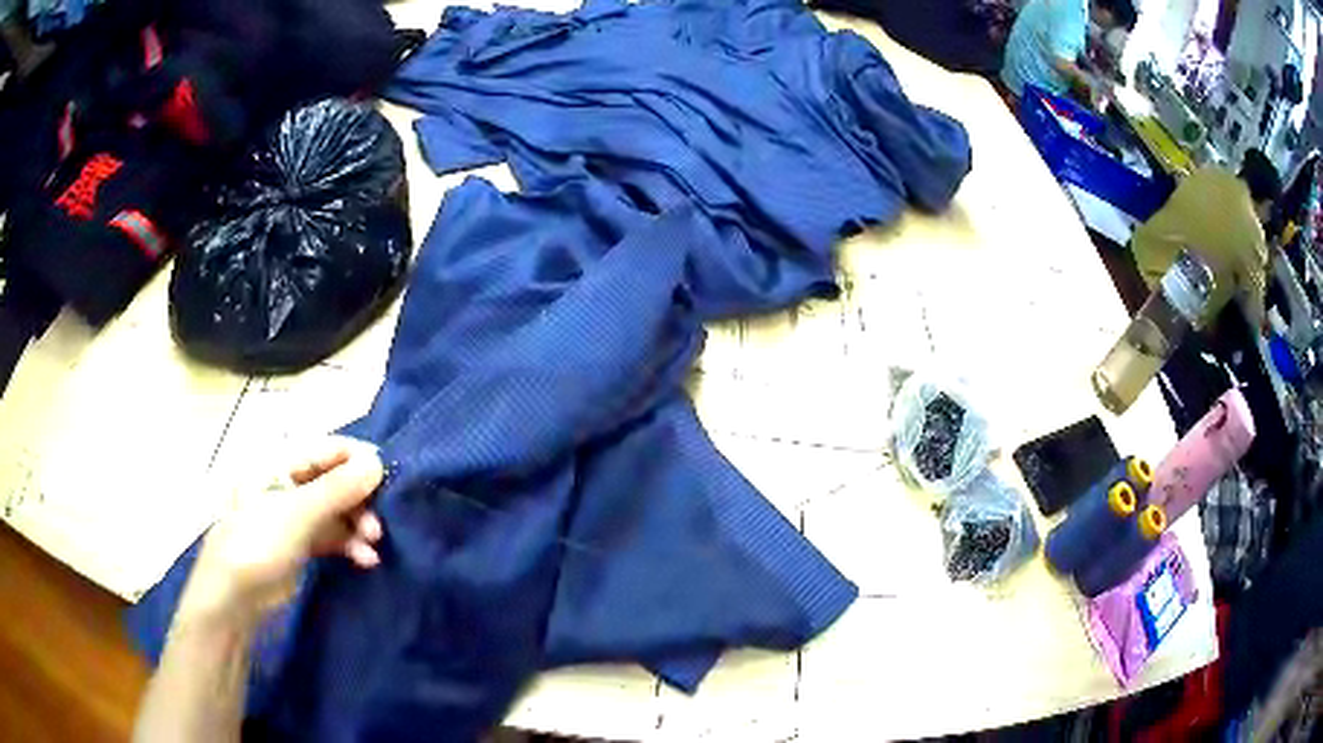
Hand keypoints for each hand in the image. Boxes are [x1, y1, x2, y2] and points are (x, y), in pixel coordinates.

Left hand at [177, 436, 385, 626]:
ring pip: (337, 511)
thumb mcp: (298, 513)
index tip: (390, 478)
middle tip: (380, 524)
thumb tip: (378, 462)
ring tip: (373, 545)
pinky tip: (365, 560)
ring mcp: (294, 516)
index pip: (328, 448)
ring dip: (358, 525)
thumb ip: (338, 488)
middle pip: (335, 480)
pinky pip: (332, 536)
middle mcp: (288, 484)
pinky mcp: (300, 545)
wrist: (234, 597)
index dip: (359, 460)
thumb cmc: (258, 543)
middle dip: (361, 500)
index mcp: (280, 463)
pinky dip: (349, 545)